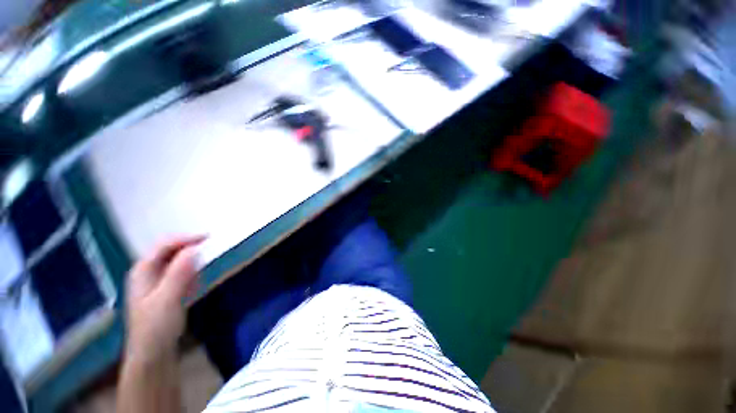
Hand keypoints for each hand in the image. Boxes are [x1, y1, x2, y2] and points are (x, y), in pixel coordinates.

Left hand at [125, 235, 205, 363]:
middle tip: (210, 248)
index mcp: (143, 270)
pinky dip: (191, 274)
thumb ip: (179, 273)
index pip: (164, 245)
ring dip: (192, 261)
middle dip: (190, 248)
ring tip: (203, 267)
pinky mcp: (166, 291)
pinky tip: (195, 285)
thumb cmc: (156, 327)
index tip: (209, 238)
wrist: (153, 354)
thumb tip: (194, 249)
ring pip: (177, 262)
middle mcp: (148, 272)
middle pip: (170, 251)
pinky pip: (181, 274)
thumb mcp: (168, 299)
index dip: (186, 238)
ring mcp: (156, 282)